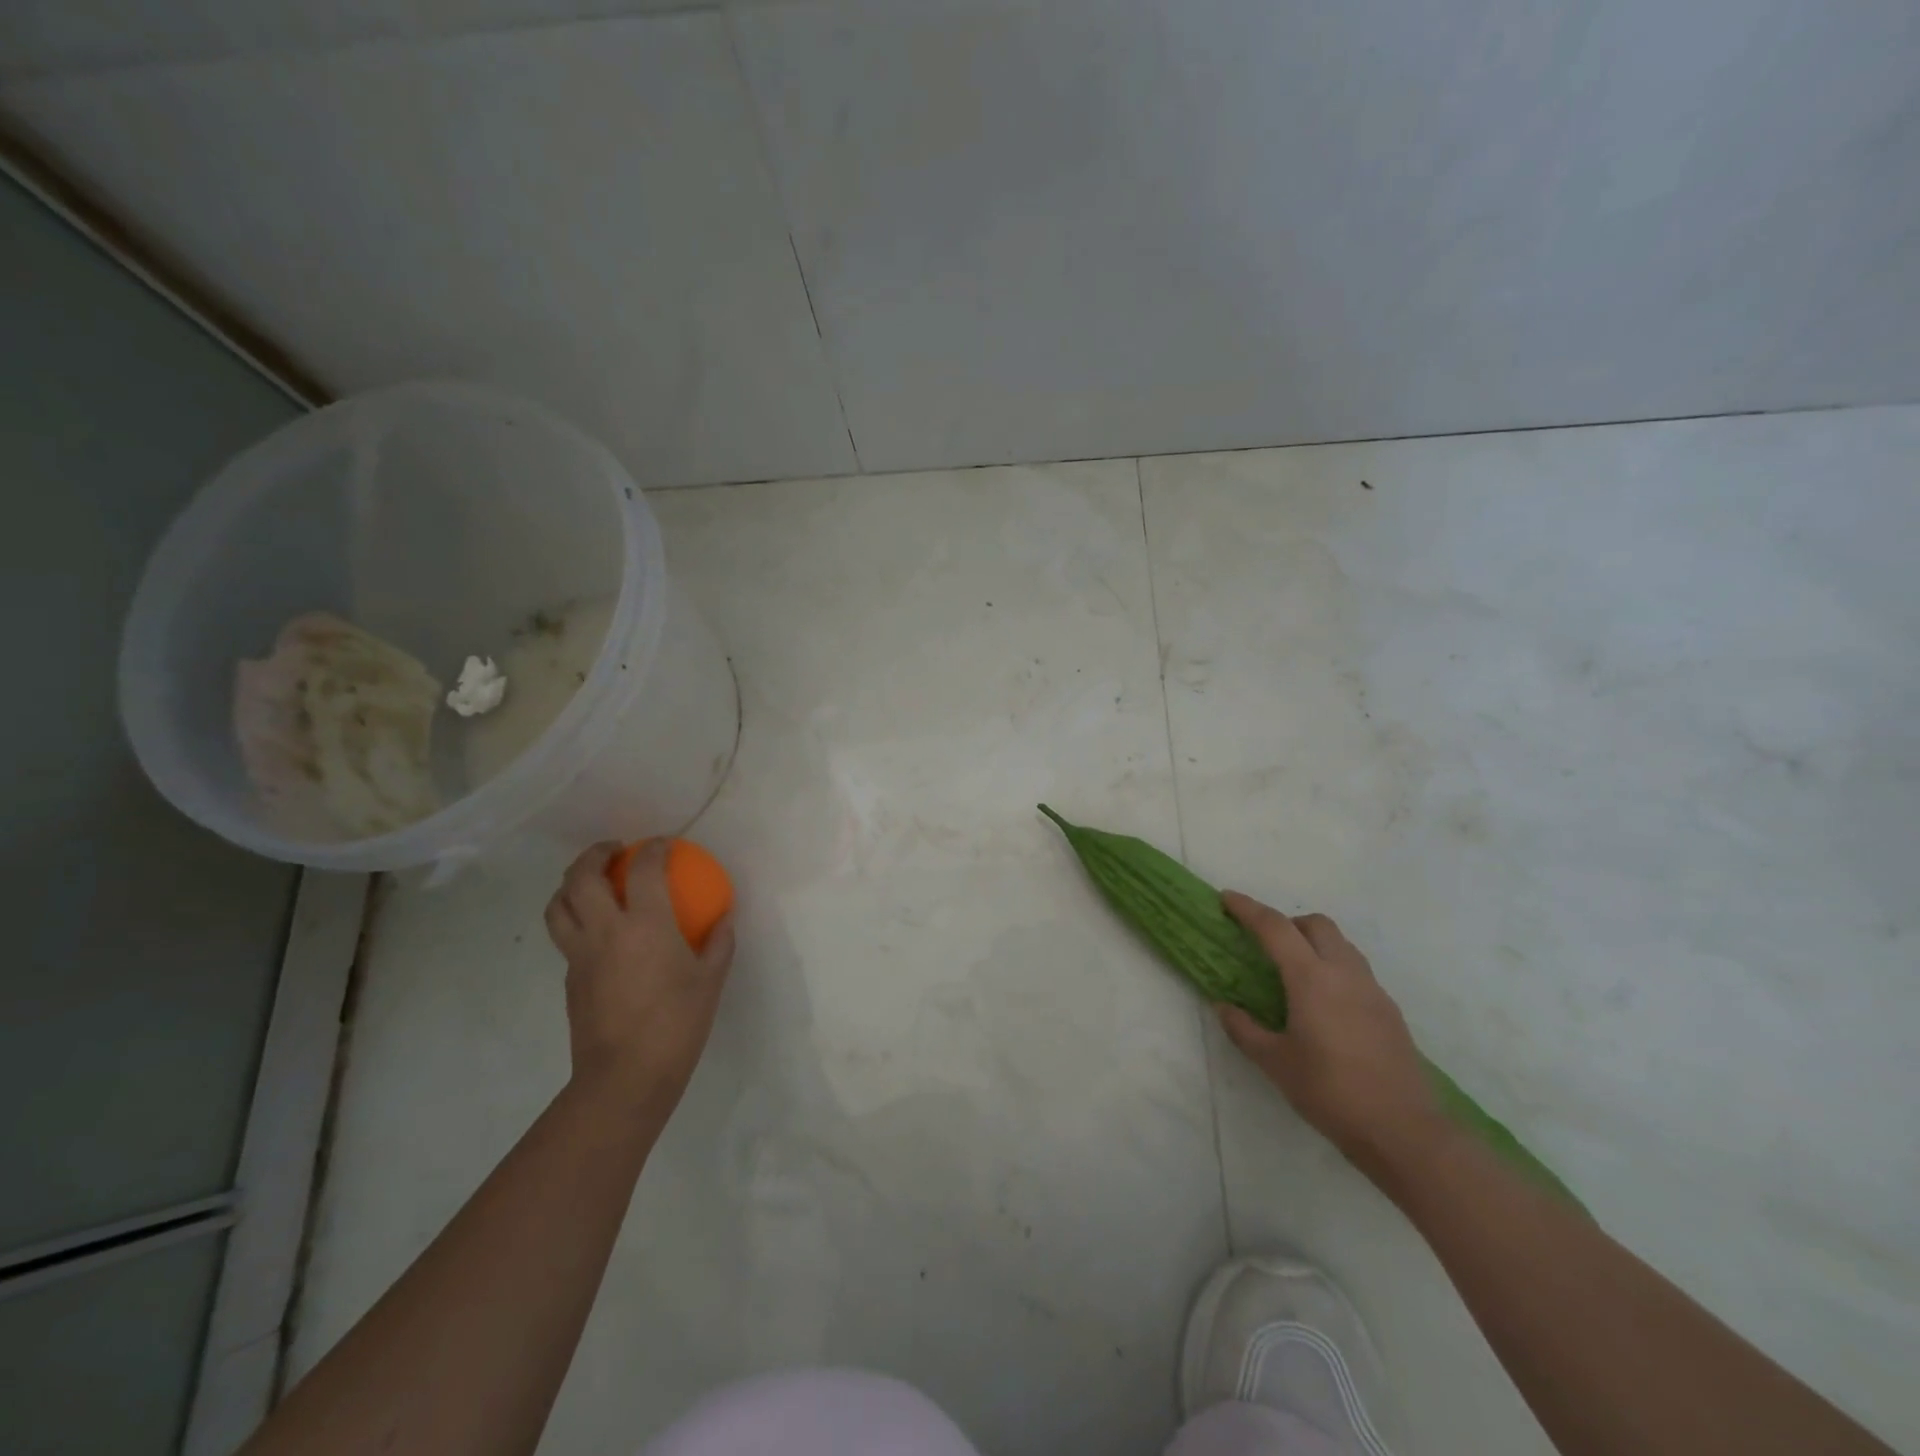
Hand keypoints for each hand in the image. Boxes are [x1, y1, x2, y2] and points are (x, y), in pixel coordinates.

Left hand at [544, 840, 735, 1116]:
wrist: (625, 1078)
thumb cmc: (677, 1024)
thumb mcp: (710, 980)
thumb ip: (719, 942)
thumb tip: (724, 918)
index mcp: (645, 925)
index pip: (643, 869)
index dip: (654, 849)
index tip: (665, 845)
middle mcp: (605, 931)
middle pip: (581, 877)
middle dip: (595, 854)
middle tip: (614, 849)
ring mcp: (580, 955)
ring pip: (558, 905)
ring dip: (571, 883)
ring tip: (590, 882)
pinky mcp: (569, 978)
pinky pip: (565, 936)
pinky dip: (575, 919)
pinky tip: (598, 932)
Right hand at [1217, 894, 1442, 1181]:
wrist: (1404, 1131)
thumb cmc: (1331, 1092)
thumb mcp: (1275, 1063)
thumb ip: (1245, 1029)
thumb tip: (1224, 1007)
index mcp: (1312, 978)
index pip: (1274, 928)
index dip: (1248, 909)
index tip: (1227, 898)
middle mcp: (1344, 973)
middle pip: (1316, 924)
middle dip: (1287, 923)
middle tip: (1265, 944)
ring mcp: (1372, 990)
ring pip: (1341, 944)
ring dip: (1313, 943)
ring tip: (1293, 973)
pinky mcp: (1389, 1011)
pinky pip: (1356, 971)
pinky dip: (1333, 969)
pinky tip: (1323, 1005)